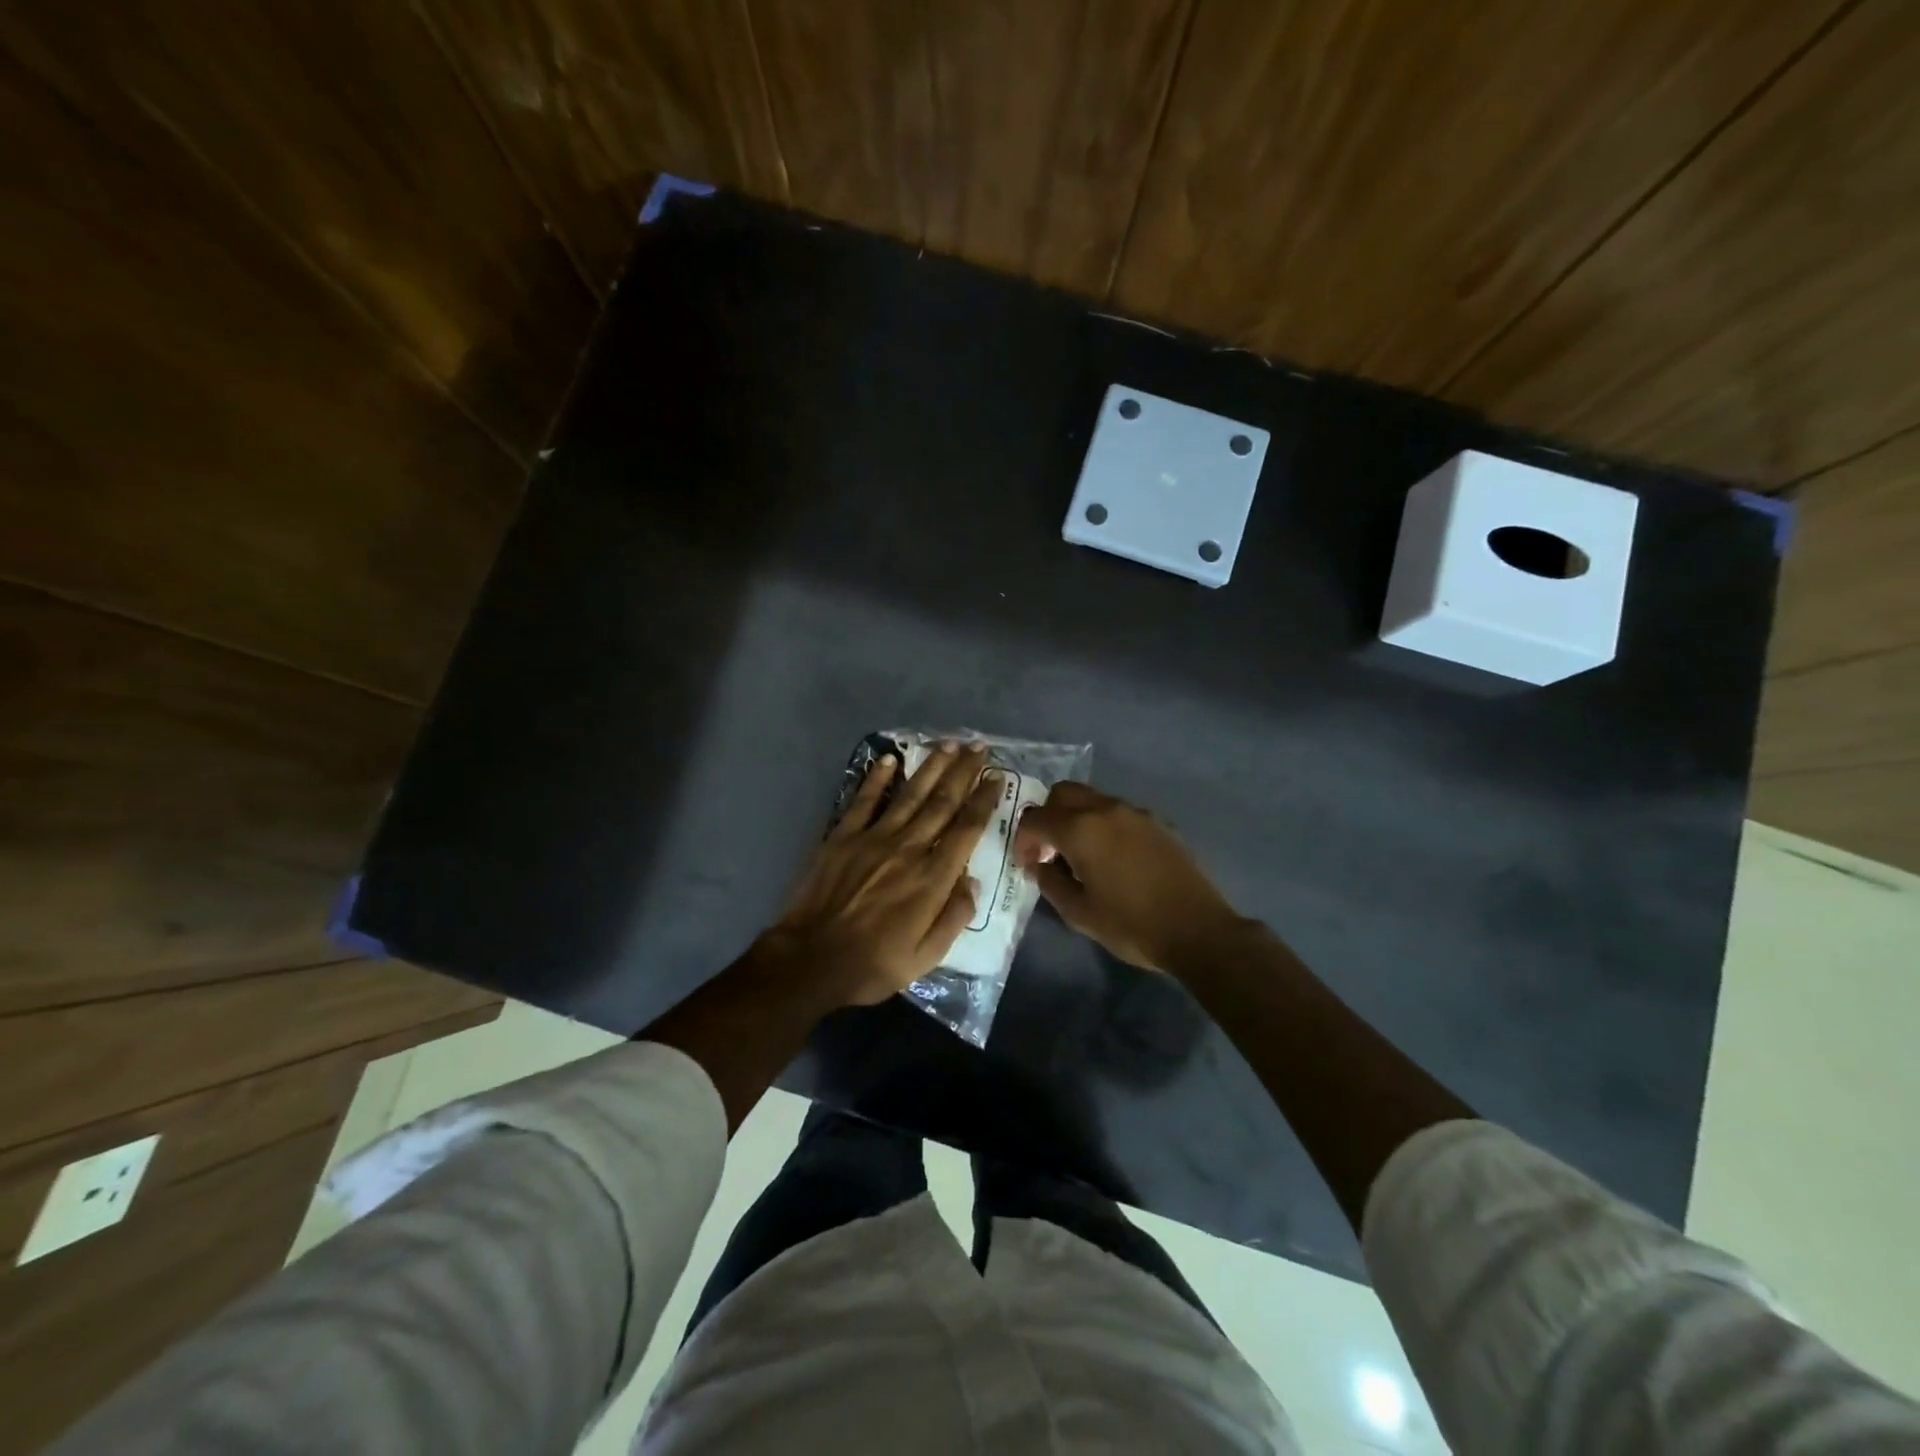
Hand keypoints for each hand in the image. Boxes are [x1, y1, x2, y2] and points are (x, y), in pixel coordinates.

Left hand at [767, 742, 999, 1005]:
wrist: (811, 960)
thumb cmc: (874, 963)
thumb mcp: (927, 956)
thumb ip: (954, 916)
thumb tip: (971, 880)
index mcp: (933, 878)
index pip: (966, 829)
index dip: (984, 800)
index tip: (996, 777)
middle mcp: (909, 848)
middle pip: (942, 802)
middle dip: (964, 772)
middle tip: (979, 747)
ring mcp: (873, 838)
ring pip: (910, 794)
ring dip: (932, 767)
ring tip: (949, 744)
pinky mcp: (843, 836)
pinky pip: (864, 800)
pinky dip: (877, 778)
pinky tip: (890, 758)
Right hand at [1013, 782, 1244, 972]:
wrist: (1196, 929)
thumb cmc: (1131, 925)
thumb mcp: (1079, 913)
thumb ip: (1050, 883)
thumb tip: (1039, 866)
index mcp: (1081, 829)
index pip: (1036, 818)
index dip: (1023, 839)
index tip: (1027, 863)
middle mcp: (1106, 810)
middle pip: (1064, 793)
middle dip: (1048, 815)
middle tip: (1048, 849)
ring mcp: (1135, 813)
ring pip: (1093, 799)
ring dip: (1077, 818)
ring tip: (1080, 855)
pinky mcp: (1158, 822)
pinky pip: (1118, 813)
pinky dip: (1103, 824)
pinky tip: (1112, 858)